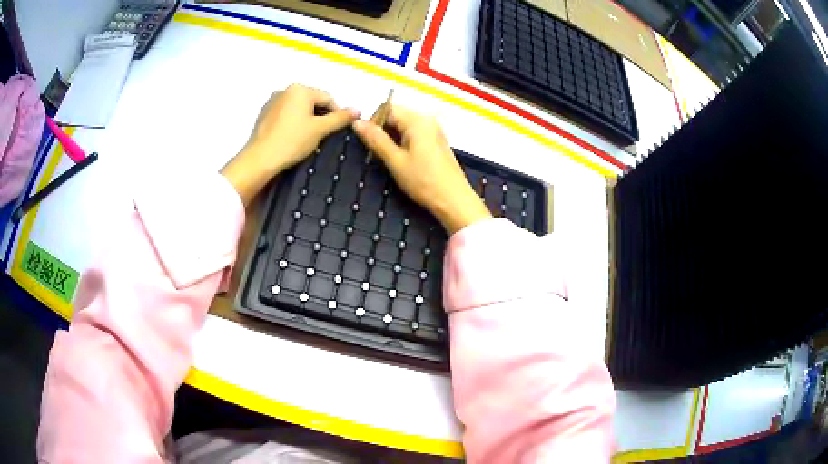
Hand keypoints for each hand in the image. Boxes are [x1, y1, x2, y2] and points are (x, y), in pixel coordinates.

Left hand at [222, 84, 359, 204]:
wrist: (260, 159)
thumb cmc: (292, 141)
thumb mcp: (320, 130)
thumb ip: (340, 118)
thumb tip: (358, 109)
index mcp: (300, 89)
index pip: (328, 98)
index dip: (337, 114)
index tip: (340, 130)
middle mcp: (285, 90)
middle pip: (312, 101)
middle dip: (321, 116)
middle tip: (324, 135)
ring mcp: (272, 101)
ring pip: (298, 108)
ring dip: (307, 119)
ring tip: (309, 138)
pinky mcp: (264, 114)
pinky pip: (286, 114)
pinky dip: (293, 122)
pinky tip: (293, 138)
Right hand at [353, 105, 490, 233]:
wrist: (454, 200)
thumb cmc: (424, 181)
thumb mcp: (395, 161)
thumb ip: (376, 139)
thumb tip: (357, 122)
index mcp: (417, 121)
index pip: (388, 108)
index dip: (373, 121)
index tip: (365, 140)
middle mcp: (427, 120)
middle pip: (397, 115)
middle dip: (382, 130)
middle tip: (373, 151)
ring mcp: (434, 131)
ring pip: (404, 126)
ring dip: (391, 137)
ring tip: (386, 157)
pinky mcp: (436, 142)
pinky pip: (414, 134)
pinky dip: (403, 142)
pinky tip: (400, 159)